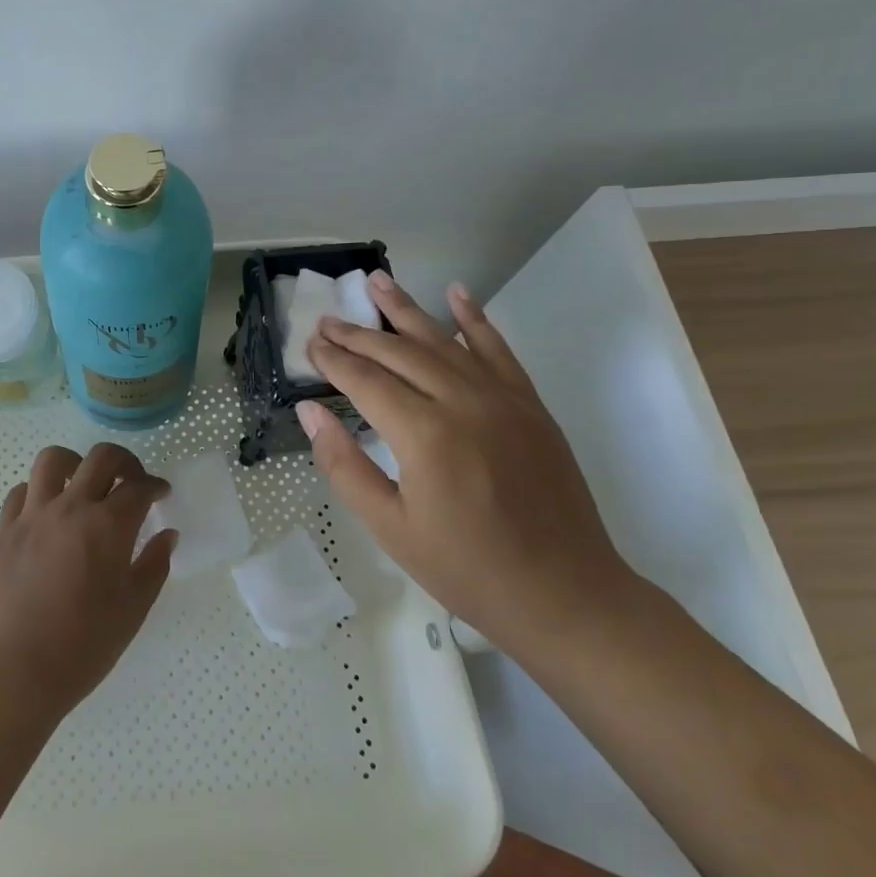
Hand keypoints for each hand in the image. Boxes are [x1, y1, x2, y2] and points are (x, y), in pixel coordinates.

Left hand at [0, 443, 176, 713]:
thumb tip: (167, 535)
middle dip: (124, 461)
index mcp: (108, 525)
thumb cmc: (82, 646)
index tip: (160, 493)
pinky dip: (38, 491)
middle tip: (130, 479)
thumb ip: (154, 566)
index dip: (155, 486)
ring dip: (75, 463)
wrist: (14, 670)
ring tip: (81, 482)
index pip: (138, 487)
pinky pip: (21, 491)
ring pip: (53, 460)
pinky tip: (45, 511)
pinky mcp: (3, 530)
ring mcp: (32, 515)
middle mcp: (71, 507)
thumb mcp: (132, 610)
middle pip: (101, 458)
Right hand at [299, 271, 634, 651]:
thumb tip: (311, 411)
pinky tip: (458, 293)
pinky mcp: (529, 405)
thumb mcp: (390, 527)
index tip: (310, 344)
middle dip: (358, 335)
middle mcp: (462, 402)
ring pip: (443, 340)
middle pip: (399, 353)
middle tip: (327, 320)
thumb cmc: (467, 569)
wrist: (565, 595)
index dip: (333, 360)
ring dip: (406, 309)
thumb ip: (345, 463)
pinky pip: (498, 350)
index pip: (366, 381)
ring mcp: (502, 398)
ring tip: (376, 281)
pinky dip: (475, 319)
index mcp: (424, 435)